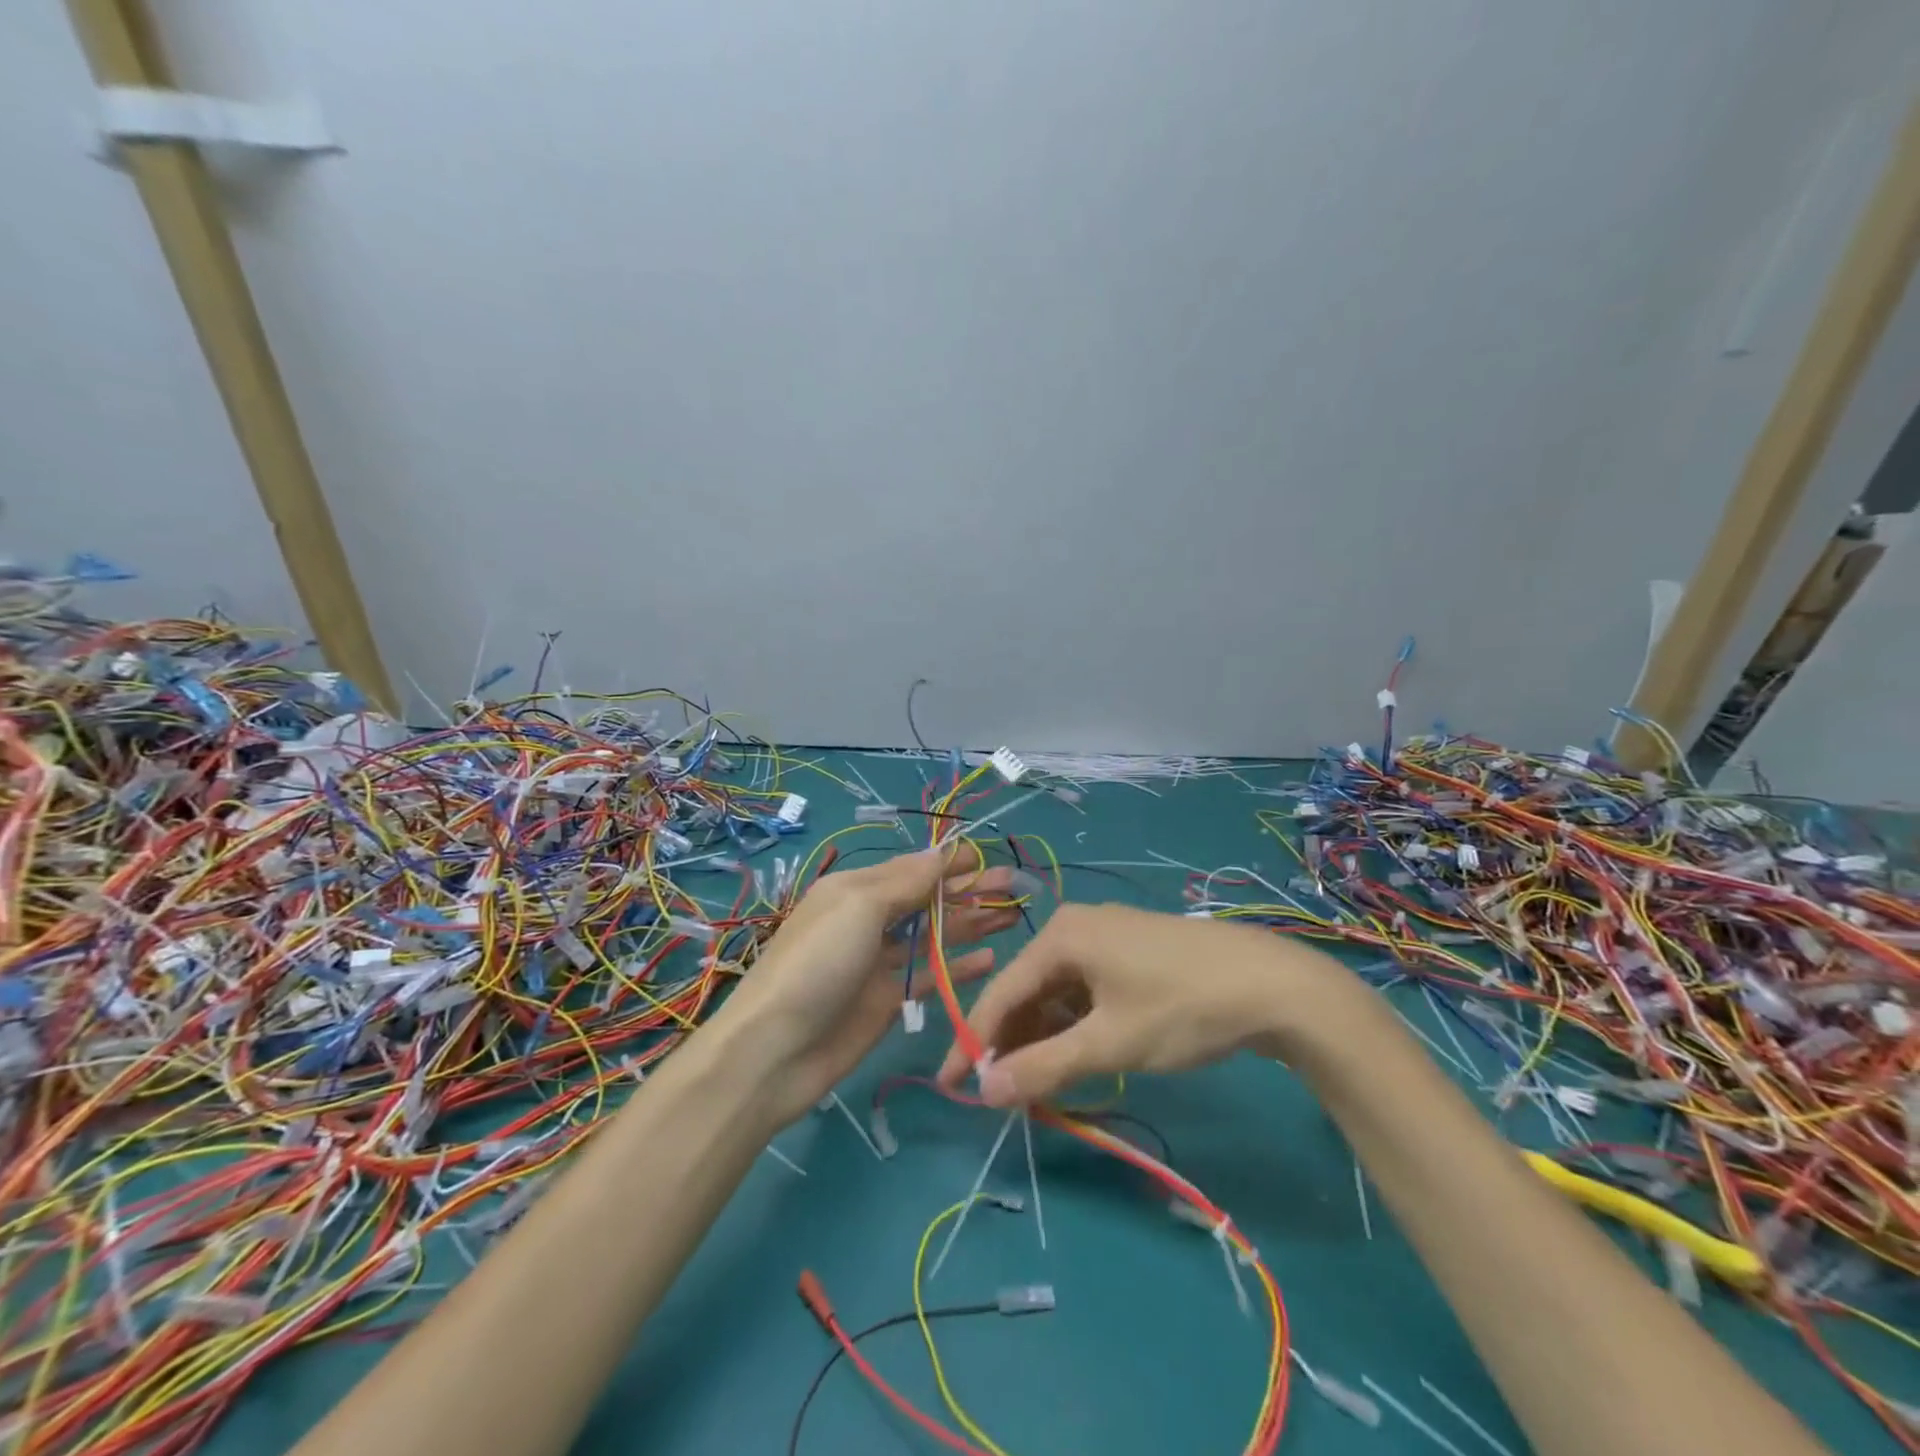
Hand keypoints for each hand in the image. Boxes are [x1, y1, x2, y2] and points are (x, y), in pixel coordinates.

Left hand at [711, 842, 1018, 1124]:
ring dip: (970, 924)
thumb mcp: (858, 907)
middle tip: (1014, 885)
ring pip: (934, 936)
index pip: (912, 868)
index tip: (988, 858)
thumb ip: (905, 882)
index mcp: (856, 890)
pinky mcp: (888, 1001)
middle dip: (968, 891)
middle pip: (927, 900)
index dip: (950, 863)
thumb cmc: (817, 963)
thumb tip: (942, 852)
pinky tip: (991, 958)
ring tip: (1012, 915)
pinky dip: (958, 966)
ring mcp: (879, 963)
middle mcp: (869, 921)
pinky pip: (930, 976)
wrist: (775, 1051)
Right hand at [937, 903, 1350, 1106]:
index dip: (973, 1042)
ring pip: (1057, 992)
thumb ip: (1043, 1067)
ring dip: (1043, 1038)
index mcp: (1061, 936)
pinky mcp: (1131, 953)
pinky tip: (1073, 1057)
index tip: (949, 1086)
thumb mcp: (1109, 1043)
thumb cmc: (1181, 1008)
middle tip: (998, 1095)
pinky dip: (1073, 1025)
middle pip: (1027, 990)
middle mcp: (1076, 927)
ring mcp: (1106, 938)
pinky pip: (1085, 990)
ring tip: (1033, 1086)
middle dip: (1010, 1043)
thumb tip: (984, 1092)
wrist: (1273, 985)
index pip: (1001, 993)